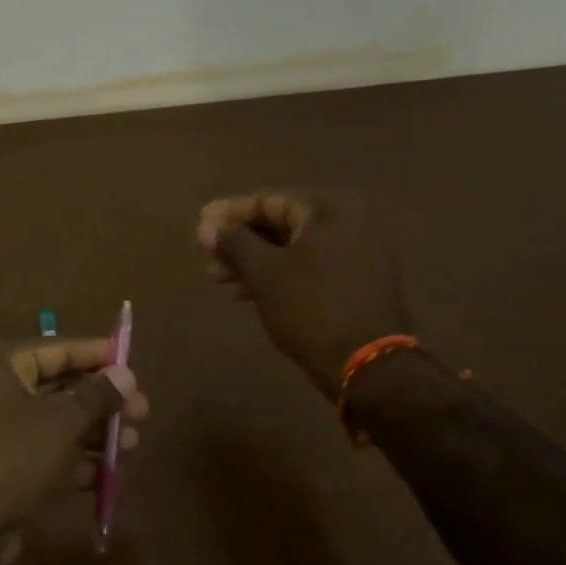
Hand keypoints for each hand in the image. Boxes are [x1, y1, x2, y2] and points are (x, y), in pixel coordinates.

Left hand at [0, 339, 147, 553]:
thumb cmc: (8, 460)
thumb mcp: (59, 422)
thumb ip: (96, 395)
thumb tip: (126, 374)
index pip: (54, 350)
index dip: (95, 355)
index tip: (132, 361)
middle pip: (57, 388)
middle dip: (101, 400)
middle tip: (143, 411)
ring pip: (54, 424)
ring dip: (94, 432)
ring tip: (134, 441)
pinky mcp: (1, 470)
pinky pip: (44, 455)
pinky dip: (75, 461)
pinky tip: (110, 471)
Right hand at [198, 191, 410, 398]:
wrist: (365, 363)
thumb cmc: (310, 307)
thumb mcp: (264, 272)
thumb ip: (234, 242)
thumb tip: (207, 225)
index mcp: (332, 210)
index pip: (271, 201)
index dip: (231, 213)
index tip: (200, 224)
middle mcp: (350, 224)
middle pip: (282, 225)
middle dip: (241, 243)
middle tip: (208, 256)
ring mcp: (356, 255)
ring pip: (293, 250)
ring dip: (254, 263)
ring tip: (220, 280)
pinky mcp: (354, 283)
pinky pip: (308, 268)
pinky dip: (278, 277)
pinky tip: (246, 293)